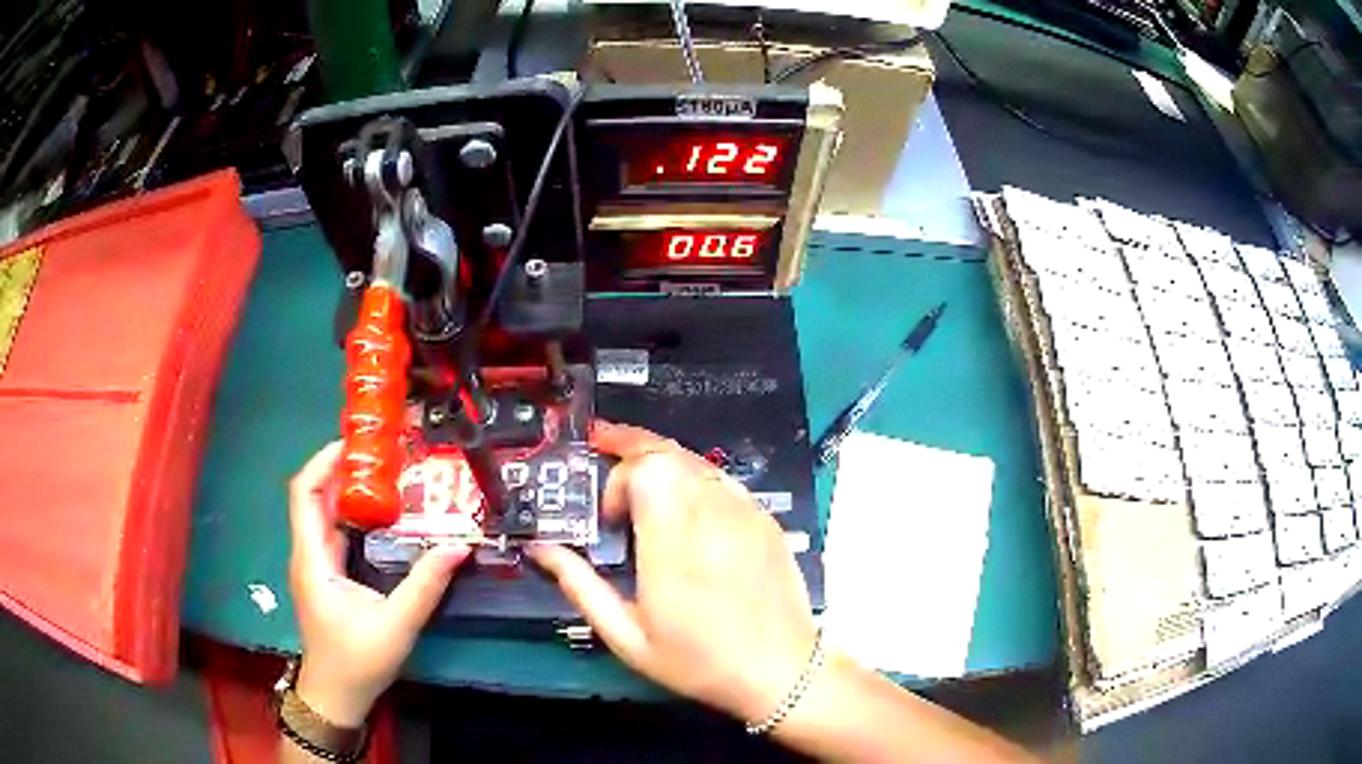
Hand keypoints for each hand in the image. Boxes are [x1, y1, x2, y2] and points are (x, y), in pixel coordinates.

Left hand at [287, 442, 469, 726]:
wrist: (336, 697)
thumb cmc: (357, 661)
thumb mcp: (397, 624)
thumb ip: (426, 585)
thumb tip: (459, 546)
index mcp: (313, 559)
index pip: (305, 494)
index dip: (323, 463)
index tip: (354, 444)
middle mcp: (308, 555)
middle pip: (315, 499)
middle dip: (343, 472)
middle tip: (382, 456)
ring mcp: (315, 567)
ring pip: (324, 517)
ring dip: (349, 494)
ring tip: (387, 478)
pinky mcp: (325, 578)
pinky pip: (334, 535)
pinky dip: (353, 519)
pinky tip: (381, 519)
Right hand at [528, 422, 816, 723]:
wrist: (780, 672)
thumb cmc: (699, 662)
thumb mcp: (628, 638)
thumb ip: (581, 587)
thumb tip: (541, 549)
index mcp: (675, 547)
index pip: (649, 470)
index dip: (619, 478)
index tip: (609, 518)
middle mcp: (713, 518)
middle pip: (670, 453)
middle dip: (631, 446)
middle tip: (602, 444)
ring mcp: (746, 514)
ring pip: (697, 460)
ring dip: (661, 459)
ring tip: (635, 468)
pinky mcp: (766, 519)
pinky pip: (723, 479)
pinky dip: (694, 475)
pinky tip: (682, 497)